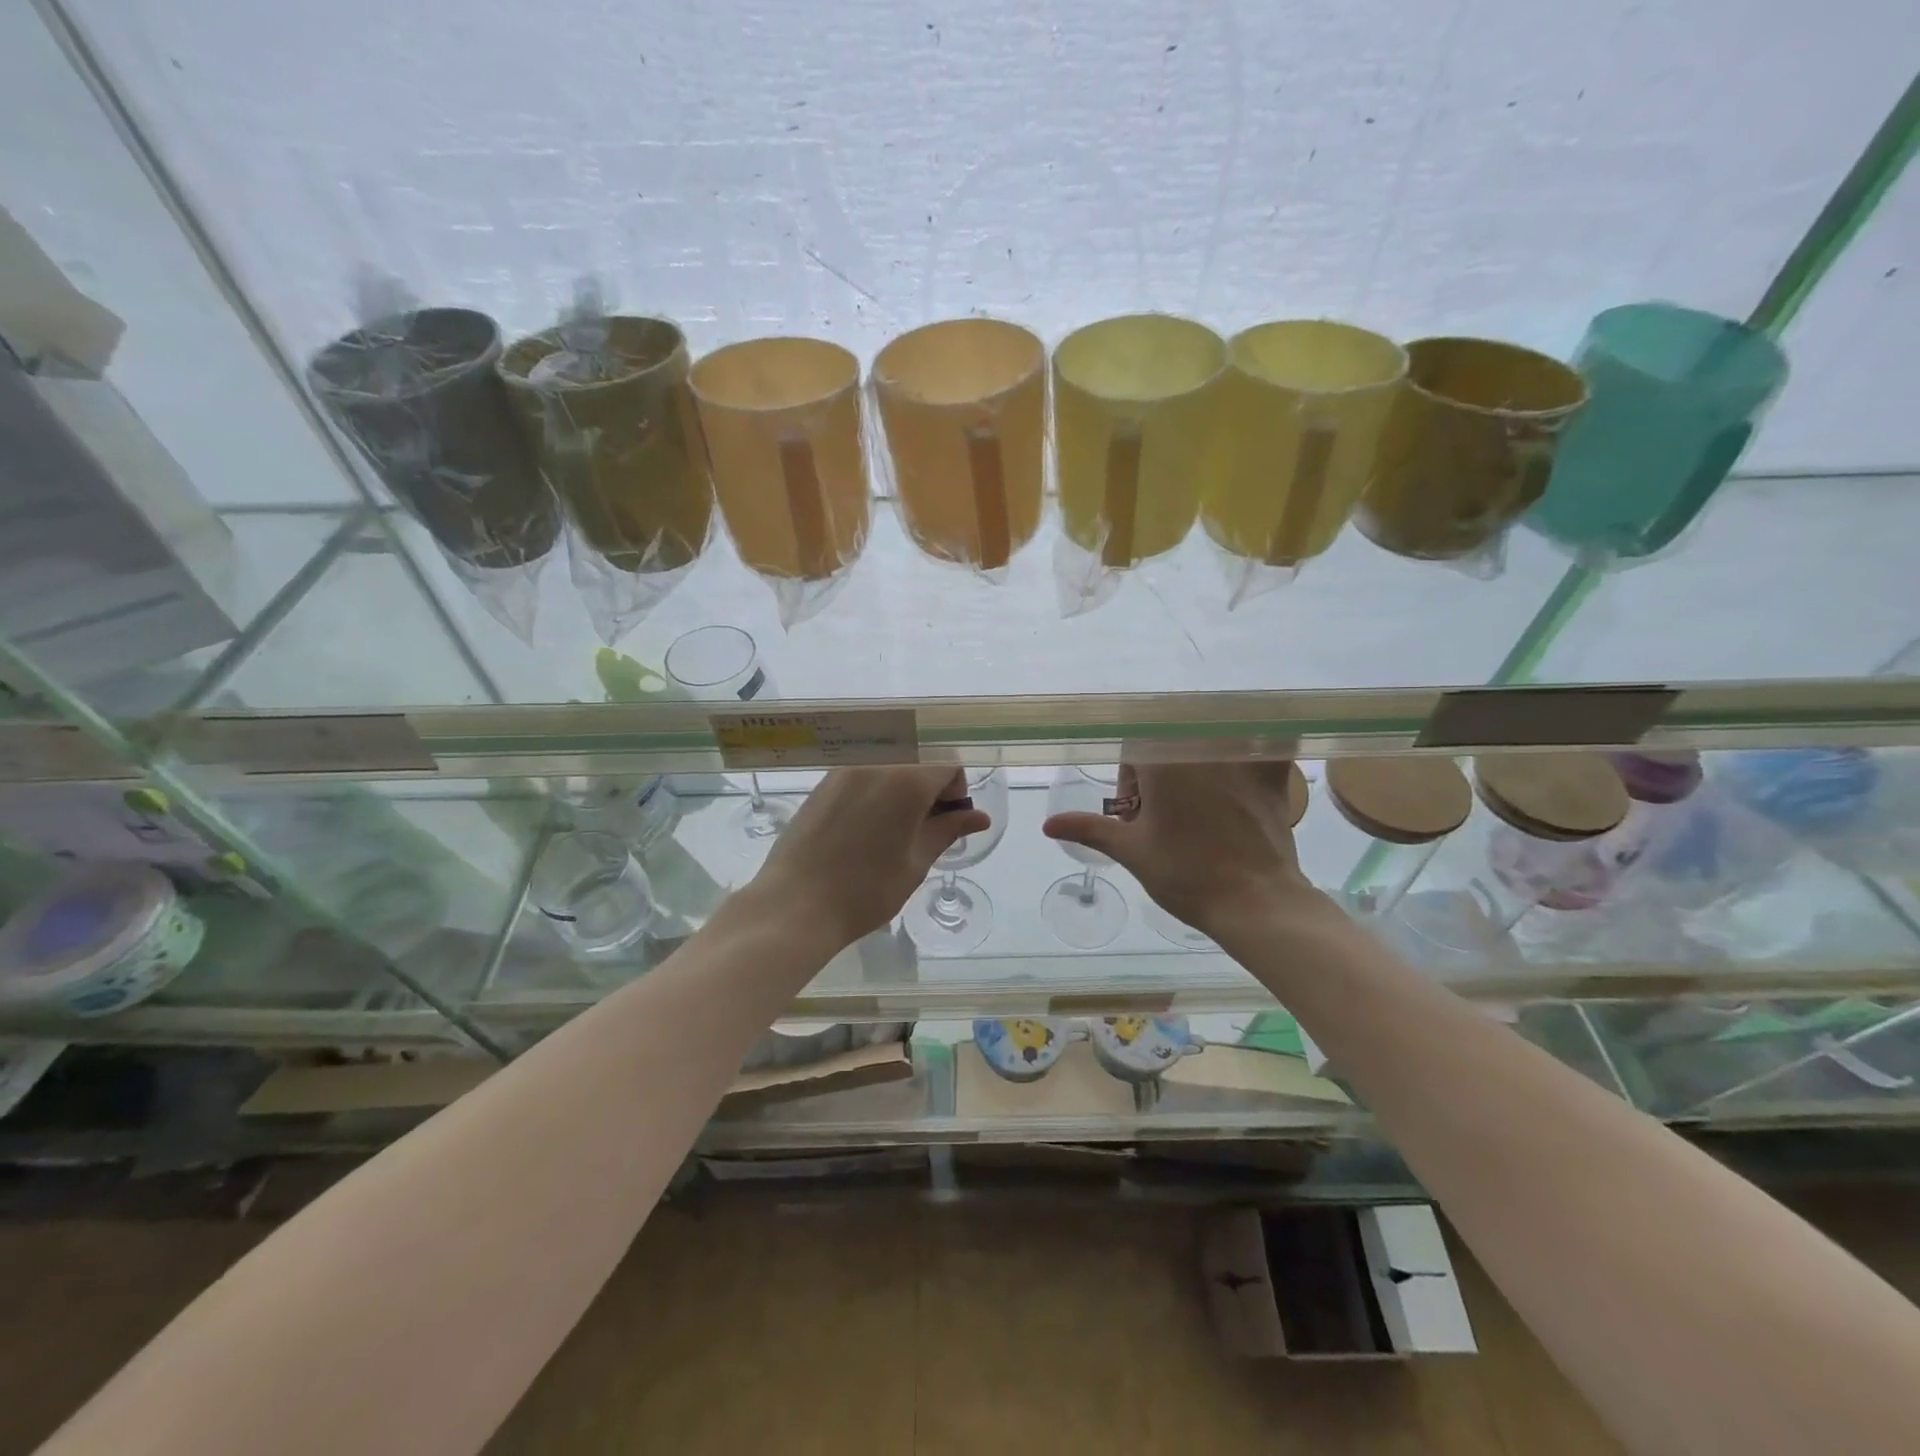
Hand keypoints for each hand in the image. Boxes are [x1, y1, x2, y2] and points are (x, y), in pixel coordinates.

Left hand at [753, 766, 990, 946]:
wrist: (795, 905)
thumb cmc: (866, 890)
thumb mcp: (916, 863)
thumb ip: (947, 831)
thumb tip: (979, 817)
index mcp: (906, 780)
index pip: (947, 765)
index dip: (957, 791)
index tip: (948, 823)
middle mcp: (876, 763)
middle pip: (918, 762)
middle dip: (930, 789)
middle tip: (924, 830)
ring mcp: (844, 771)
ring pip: (889, 767)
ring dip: (902, 790)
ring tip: (893, 832)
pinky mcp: (822, 784)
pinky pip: (862, 776)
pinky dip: (875, 792)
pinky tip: (865, 830)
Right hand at [1042, 762, 1323, 935]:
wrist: (1254, 903)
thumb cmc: (1185, 875)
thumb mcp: (1132, 851)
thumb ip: (1090, 829)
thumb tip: (1048, 824)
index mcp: (1162, 763)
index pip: (1134, 752)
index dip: (1130, 782)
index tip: (1138, 814)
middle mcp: (1201, 749)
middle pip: (1170, 747)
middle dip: (1162, 776)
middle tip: (1166, 817)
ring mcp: (1240, 761)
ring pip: (1208, 745)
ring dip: (1199, 766)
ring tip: (1202, 808)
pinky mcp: (1272, 777)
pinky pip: (1264, 749)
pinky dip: (1258, 752)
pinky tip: (1253, 769)